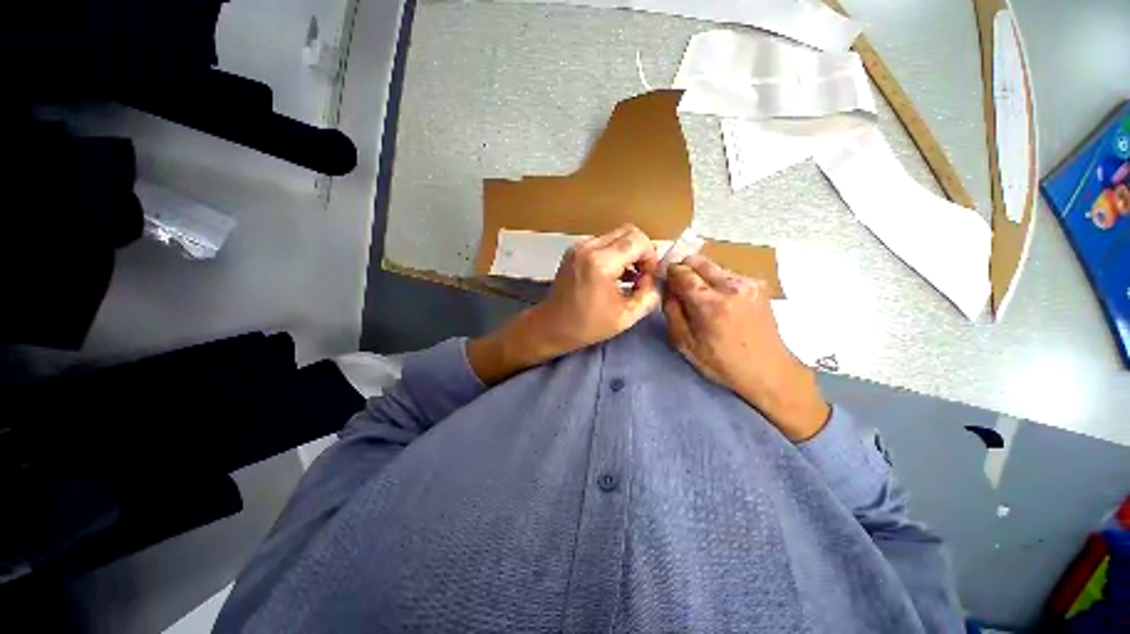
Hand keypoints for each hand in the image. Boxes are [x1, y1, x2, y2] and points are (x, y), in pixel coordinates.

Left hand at [468, 224, 660, 384]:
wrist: (552, 326)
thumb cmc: (587, 325)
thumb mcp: (626, 317)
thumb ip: (649, 296)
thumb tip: (655, 279)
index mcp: (600, 263)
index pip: (638, 240)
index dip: (650, 257)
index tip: (647, 278)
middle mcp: (588, 247)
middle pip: (628, 231)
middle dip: (641, 251)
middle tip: (641, 275)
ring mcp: (579, 247)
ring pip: (616, 235)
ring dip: (628, 252)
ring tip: (629, 277)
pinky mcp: (574, 250)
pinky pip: (603, 242)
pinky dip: (615, 253)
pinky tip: (615, 274)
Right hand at [664, 255, 829, 440]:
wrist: (769, 370)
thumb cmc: (722, 363)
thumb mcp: (685, 343)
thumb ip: (671, 311)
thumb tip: (667, 288)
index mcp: (710, 304)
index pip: (682, 272)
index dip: (669, 271)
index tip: (662, 277)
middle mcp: (731, 286)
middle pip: (698, 261)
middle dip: (683, 268)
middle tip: (677, 283)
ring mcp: (748, 283)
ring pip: (713, 265)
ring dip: (700, 274)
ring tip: (698, 294)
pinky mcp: (758, 285)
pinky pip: (727, 273)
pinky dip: (716, 280)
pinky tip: (718, 299)